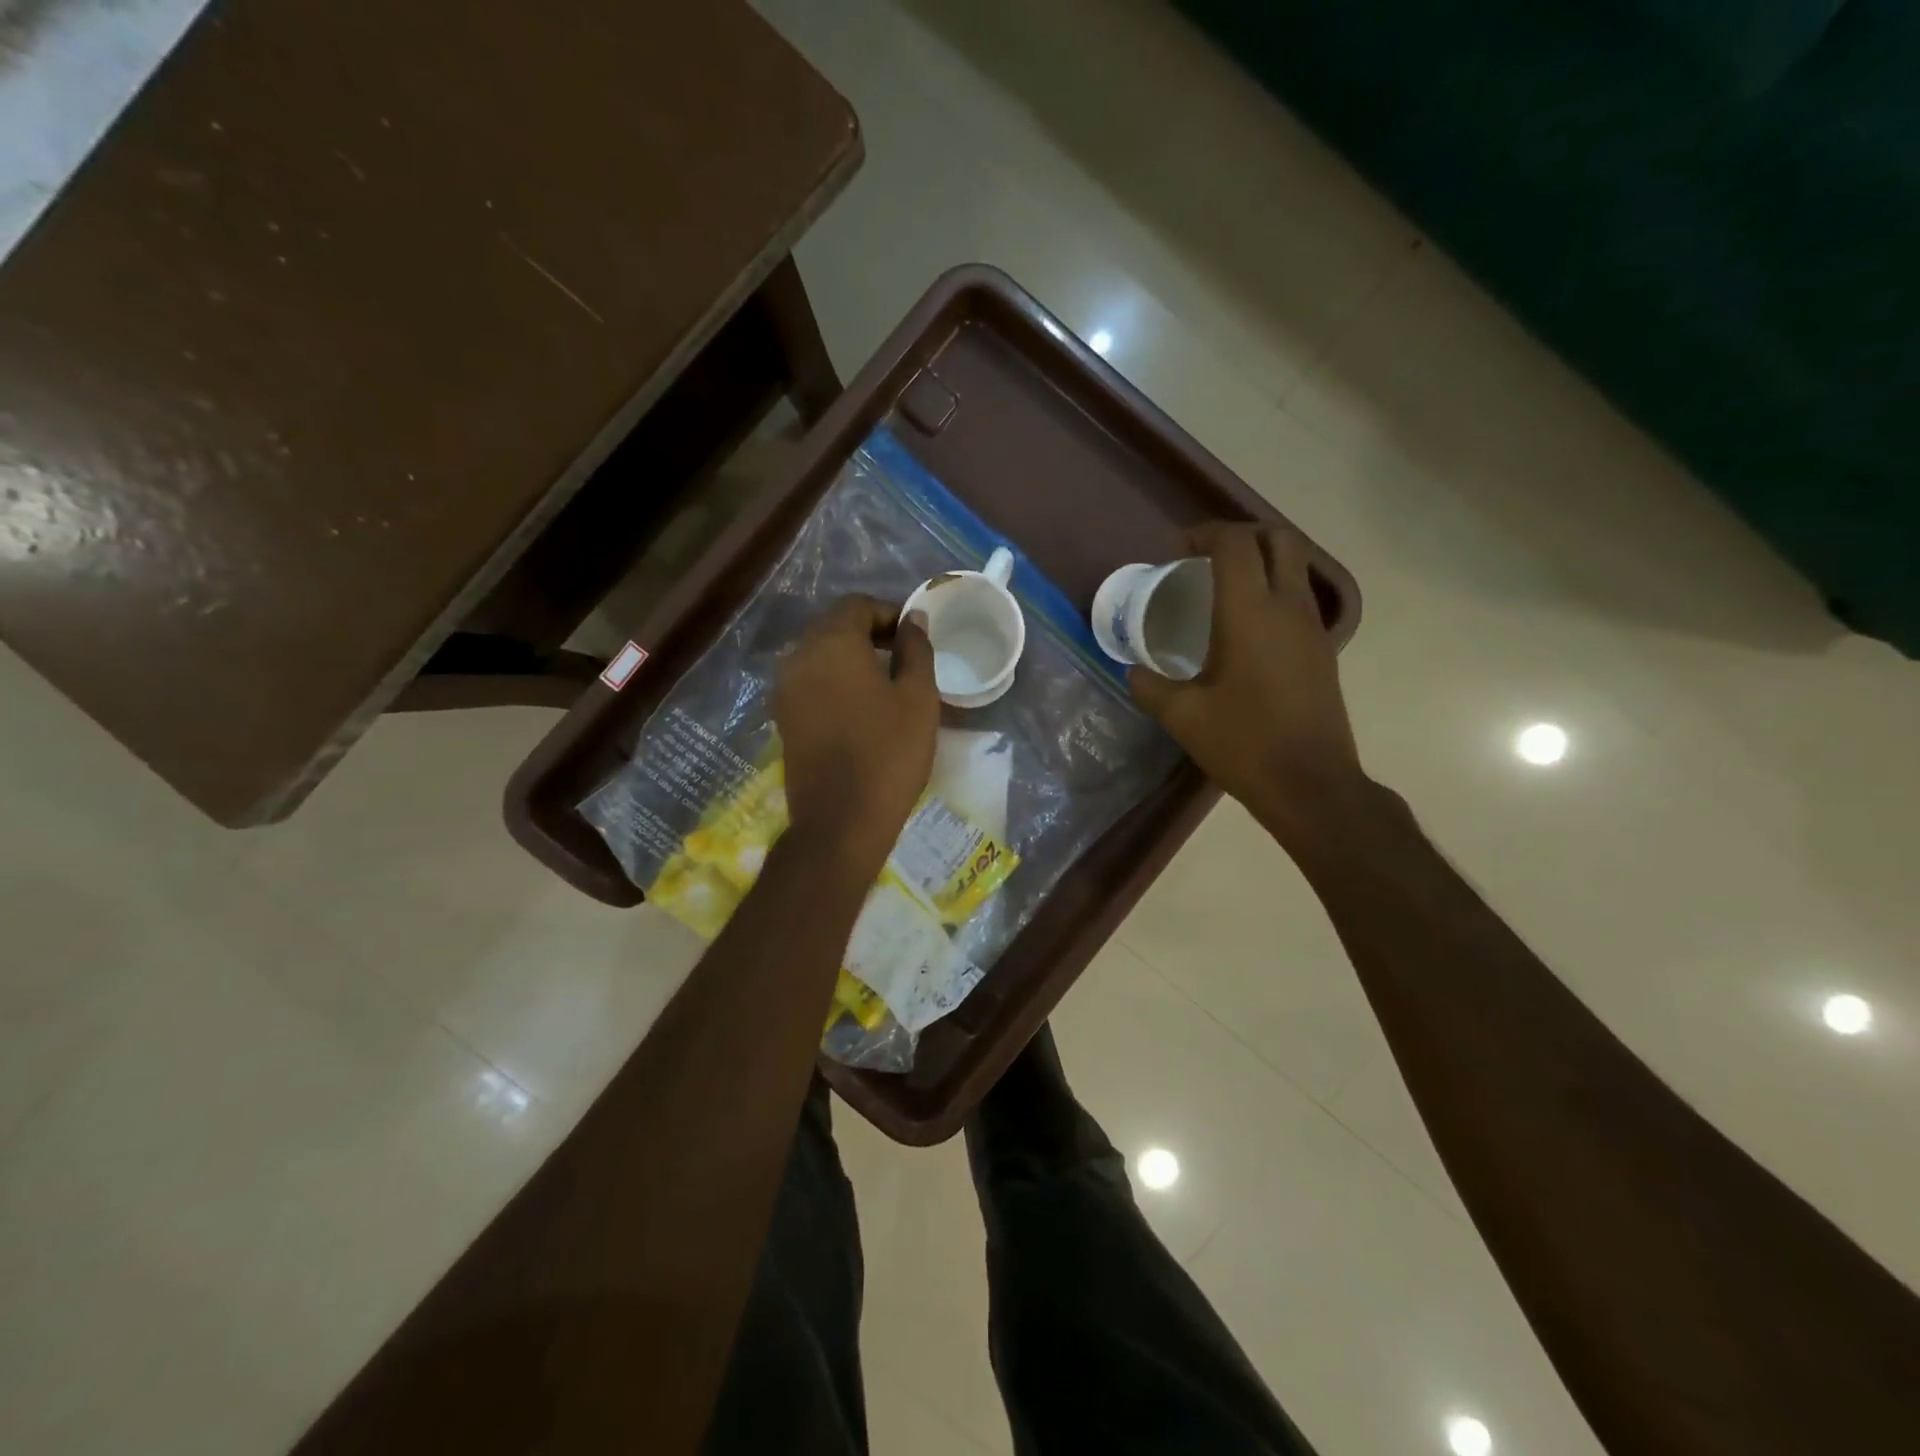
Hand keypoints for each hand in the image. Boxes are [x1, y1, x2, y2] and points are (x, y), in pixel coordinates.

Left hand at [774, 595, 938, 878]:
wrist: (840, 821)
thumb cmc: (888, 754)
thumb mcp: (918, 698)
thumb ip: (915, 649)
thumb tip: (913, 619)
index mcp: (831, 644)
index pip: (857, 605)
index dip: (889, 613)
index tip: (914, 637)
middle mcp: (798, 657)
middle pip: (834, 627)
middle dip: (869, 633)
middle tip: (904, 658)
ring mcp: (785, 689)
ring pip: (820, 655)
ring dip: (851, 658)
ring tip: (885, 684)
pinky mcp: (783, 718)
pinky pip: (810, 682)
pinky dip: (835, 681)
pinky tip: (861, 707)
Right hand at [1128, 522, 1366, 845]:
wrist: (1311, 784)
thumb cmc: (1244, 744)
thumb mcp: (1183, 717)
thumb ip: (1151, 687)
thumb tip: (1134, 671)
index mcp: (1250, 613)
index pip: (1235, 544)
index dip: (1205, 534)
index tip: (1178, 550)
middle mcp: (1288, 607)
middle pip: (1279, 539)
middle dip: (1242, 534)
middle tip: (1207, 556)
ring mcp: (1313, 627)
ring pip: (1296, 566)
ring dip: (1262, 560)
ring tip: (1224, 587)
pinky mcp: (1324, 650)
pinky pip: (1300, 597)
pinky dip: (1275, 590)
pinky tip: (1247, 626)